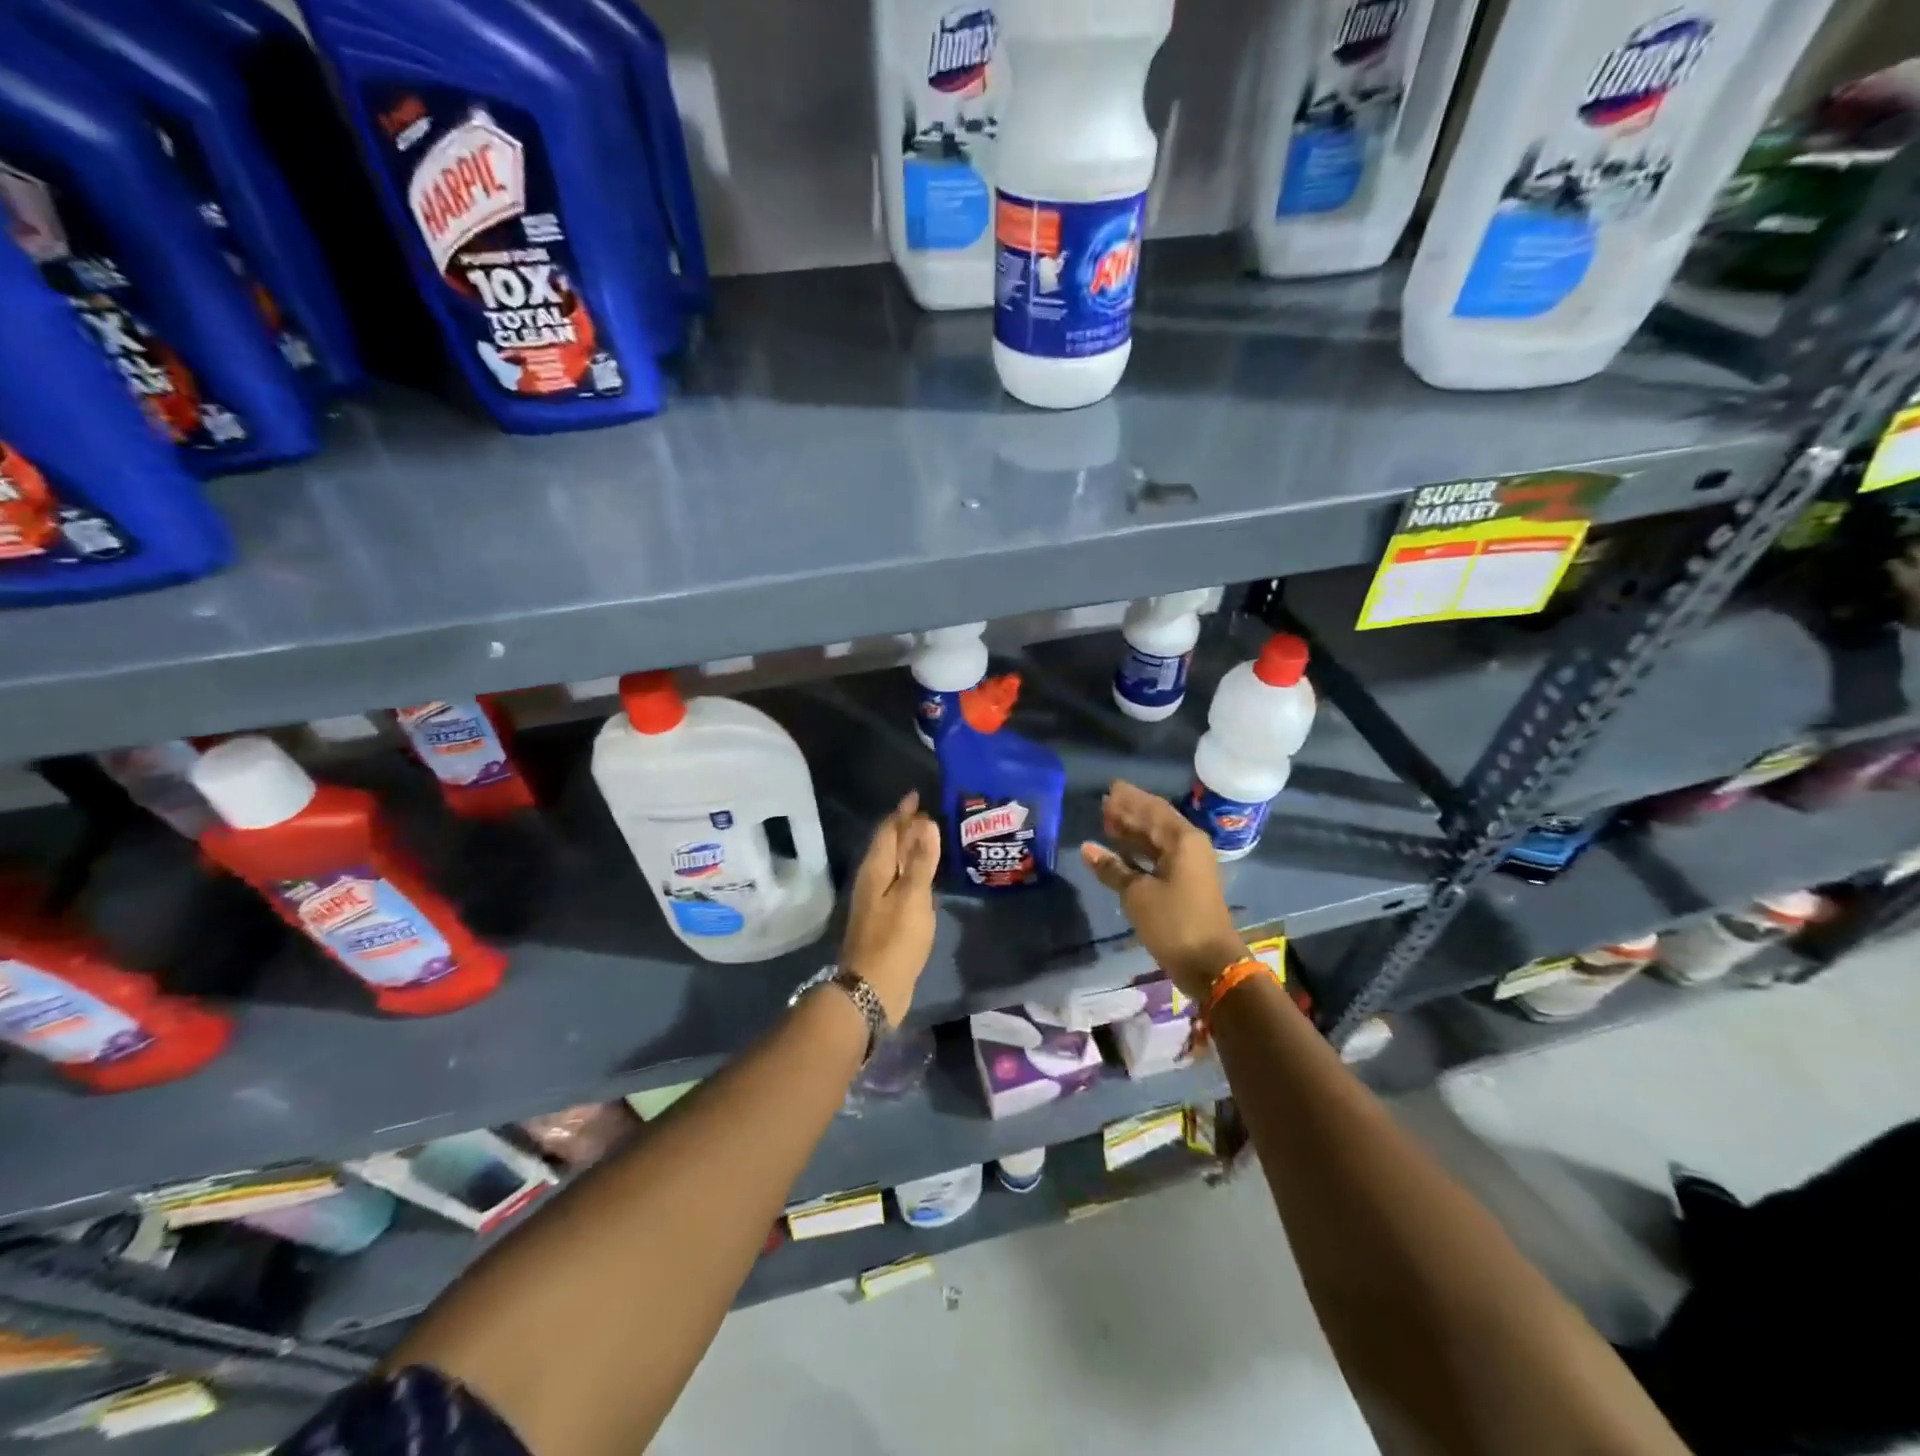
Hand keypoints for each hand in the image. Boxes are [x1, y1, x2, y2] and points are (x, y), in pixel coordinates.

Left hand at [841, 792, 940, 1024]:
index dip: (902, 813)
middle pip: (889, 846)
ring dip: (909, 850)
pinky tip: (925, 877)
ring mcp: (876, 900)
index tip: (917, 796)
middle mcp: (872, 880)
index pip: (888, 831)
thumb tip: (926, 823)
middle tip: (928, 813)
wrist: (873, 988)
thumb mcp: (913, 897)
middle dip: (906, 828)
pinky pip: (898, 883)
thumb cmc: (895, 940)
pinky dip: (911, 872)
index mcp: (876, 870)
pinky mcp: (884, 918)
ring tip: (930, 838)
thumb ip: (921, 861)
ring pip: (893, 865)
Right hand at [1081, 781, 1247, 1000]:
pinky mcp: (1184, 885)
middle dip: (1130, 813)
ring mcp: (1188, 867)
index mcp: (1182, 840)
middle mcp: (1189, 847)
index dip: (1129, 799)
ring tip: (1107, 824)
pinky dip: (1138, 853)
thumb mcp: (1137, 894)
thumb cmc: (1174, 922)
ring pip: (1156, 840)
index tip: (1108, 789)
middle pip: (1155, 821)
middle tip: (1104, 805)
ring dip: (1133, 832)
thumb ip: (1112, 868)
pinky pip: (1158, 858)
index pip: (1152, 809)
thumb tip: (1087, 848)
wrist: (1210, 964)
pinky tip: (1119, 854)